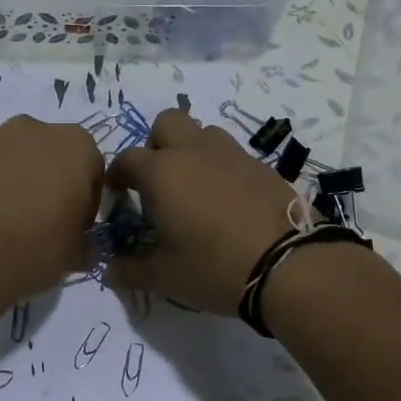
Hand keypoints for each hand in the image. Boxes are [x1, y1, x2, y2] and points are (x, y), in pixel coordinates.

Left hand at [0, 116, 103, 305]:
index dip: (87, 203)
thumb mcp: (74, 255)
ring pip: (18, 160)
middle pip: (53, 157)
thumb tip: (81, 246)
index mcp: (76, 146)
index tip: (76, 229)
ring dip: (20, 183)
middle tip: (45, 223)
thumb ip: (84, 242)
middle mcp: (36, 130)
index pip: (93, 171)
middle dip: (52, 184)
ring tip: (9, 224)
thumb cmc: (33, 248)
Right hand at [103, 110, 298, 313]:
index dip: (118, 175)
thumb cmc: (214, 267)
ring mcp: (232, 154)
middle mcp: (194, 151)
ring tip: (194, 187)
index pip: (127, 159)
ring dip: (191, 150)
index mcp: (162, 172)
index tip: (118, 194)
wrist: (288, 264)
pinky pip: (231, 153)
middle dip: (157, 144)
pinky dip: (221, 167)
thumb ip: (131, 270)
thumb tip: (111, 271)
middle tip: (158, 181)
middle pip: (167, 123)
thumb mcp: (165, 276)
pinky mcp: (261, 165)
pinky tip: (226, 200)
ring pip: (203, 132)